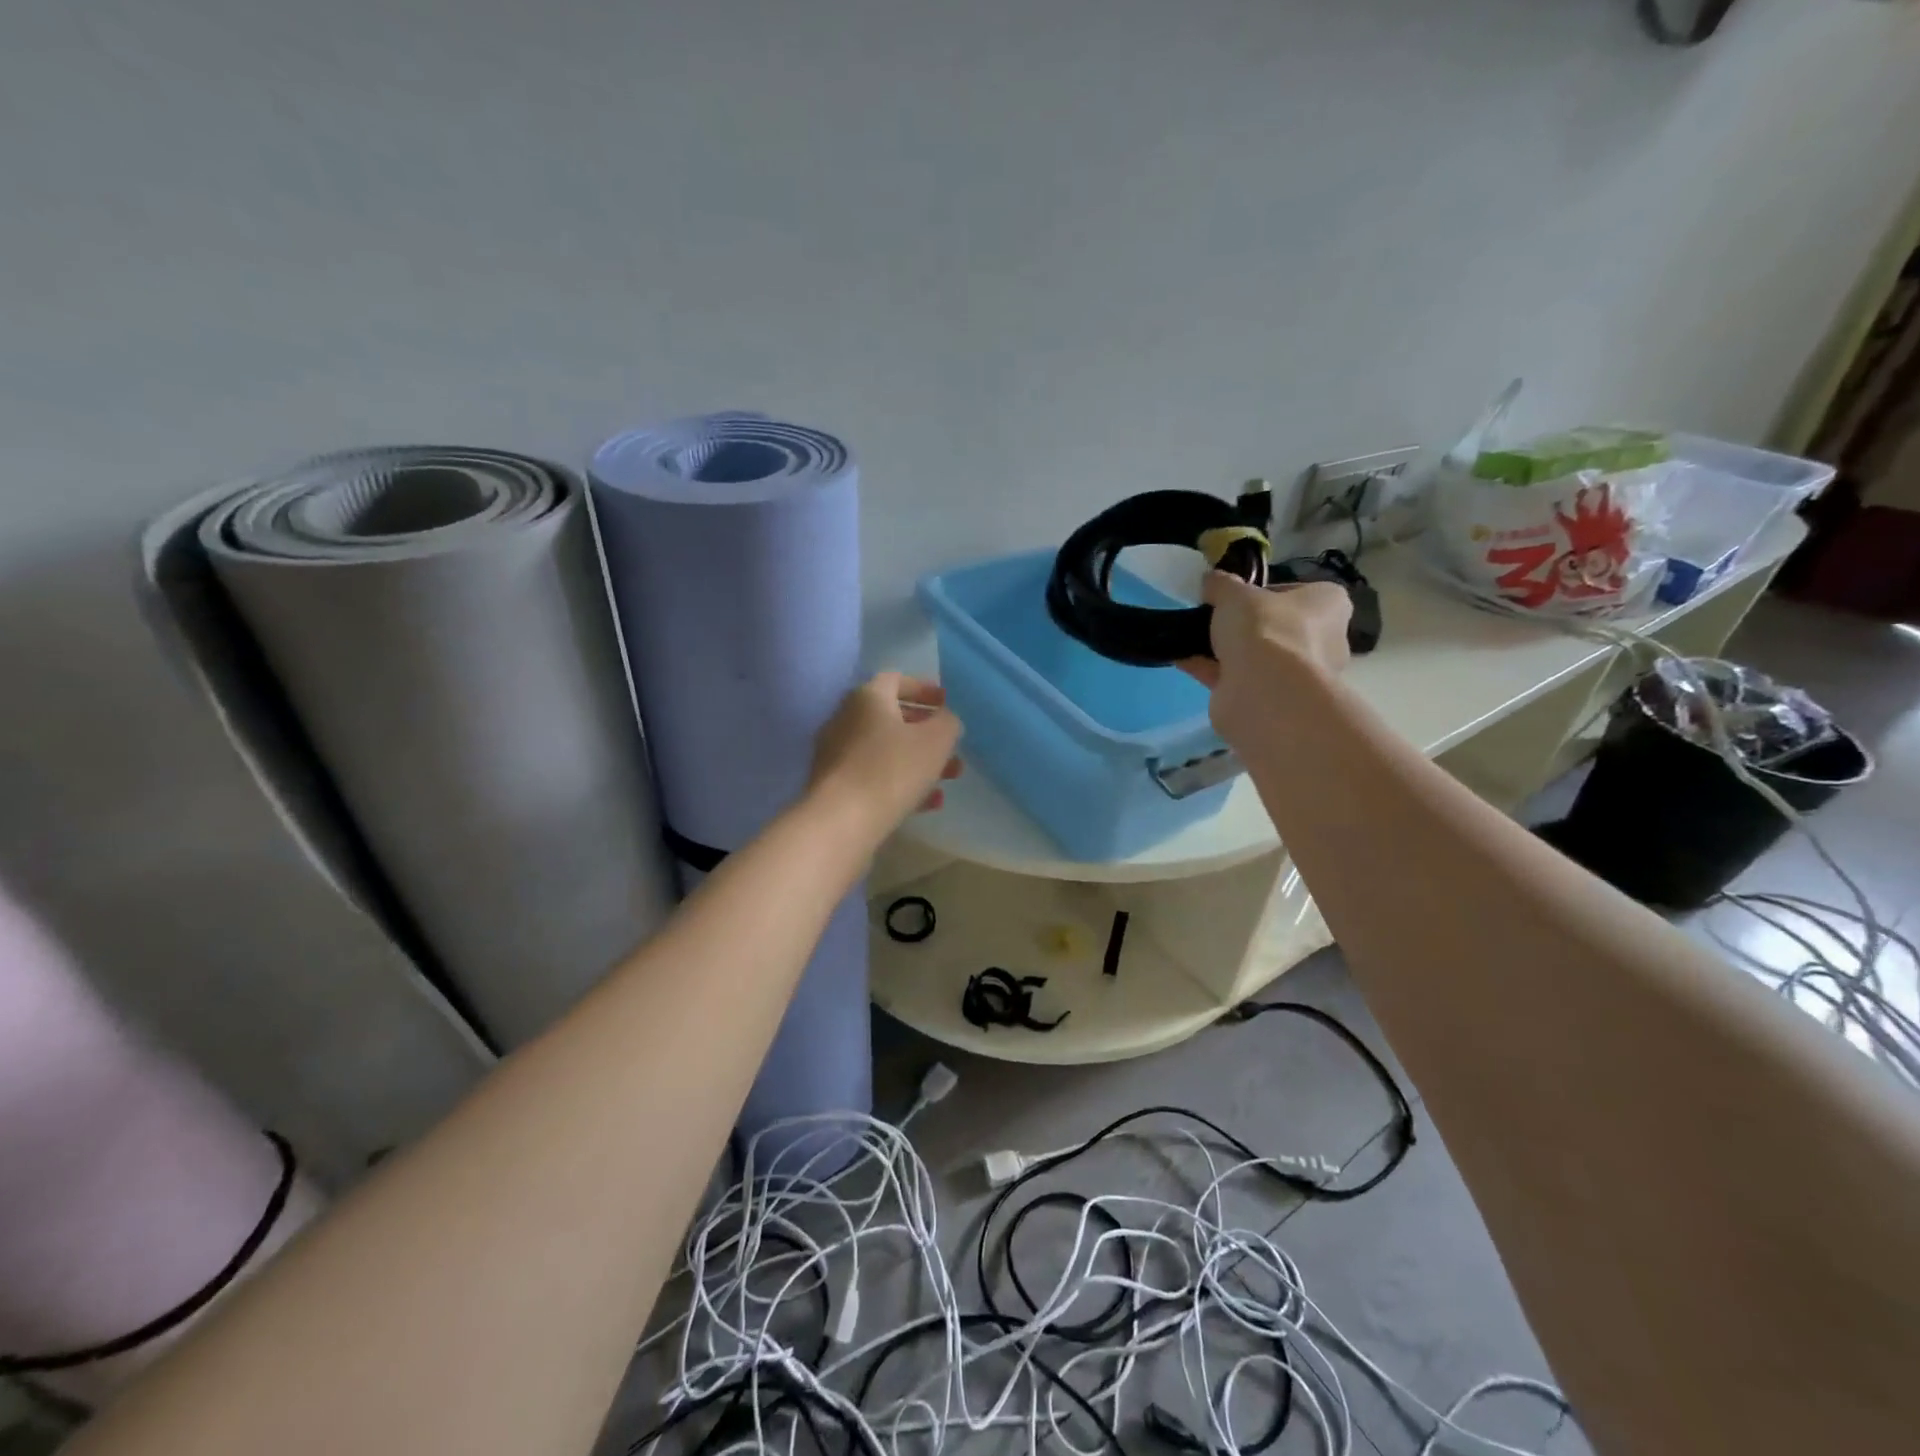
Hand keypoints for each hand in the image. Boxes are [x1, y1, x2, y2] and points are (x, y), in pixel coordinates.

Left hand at [808, 672, 963, 840]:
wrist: (841, 820)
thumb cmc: (893, 769)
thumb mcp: (936, 740)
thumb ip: (947, 722)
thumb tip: (944, 719)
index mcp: (867, 697)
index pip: (896, 680)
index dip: (923, 688)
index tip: (946, 702)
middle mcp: (845, 718)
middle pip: (891, 717)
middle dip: (926, 732)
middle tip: (952, 747)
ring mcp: (836, 753)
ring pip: (885, 750)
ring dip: (918, 761)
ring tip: (948, 779)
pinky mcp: (834, 785)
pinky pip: (873, 775)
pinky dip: (900, 782)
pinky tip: (927, 803)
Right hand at [1181, 573, 1350, 739]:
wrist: (1263, 690)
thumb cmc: (1265, 627)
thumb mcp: (1235, 593)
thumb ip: (1221, 584)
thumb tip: (1211, 581)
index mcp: (1328, 605)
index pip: (1296, 593)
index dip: (1262, 593)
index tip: (1235, 597)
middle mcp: (1323, 640)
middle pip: (1275, 627)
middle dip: (1242, 627)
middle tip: (1212, 619)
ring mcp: (1298, 675)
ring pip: (1255, 656)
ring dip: (1223, 650)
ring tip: (1190, 639)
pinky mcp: (1272, 699)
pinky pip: (1237, 678)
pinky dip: (1211, 670)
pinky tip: (1183, 659)